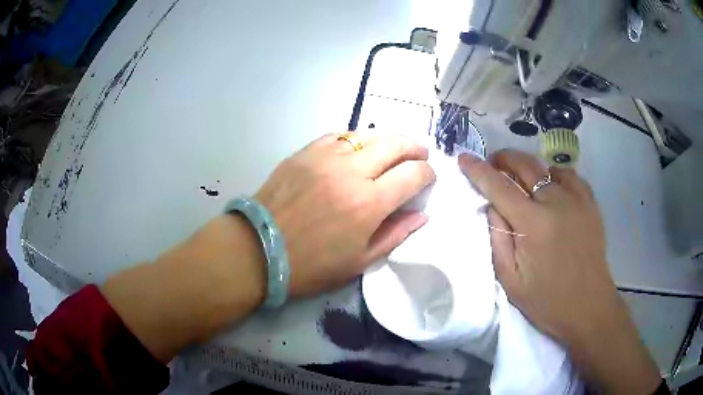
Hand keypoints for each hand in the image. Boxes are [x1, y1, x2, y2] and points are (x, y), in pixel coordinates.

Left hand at [256, 132, 435, 297]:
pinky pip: (338, 136)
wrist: (259, 250)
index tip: (429, 178)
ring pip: (367, 134)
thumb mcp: (359, 261)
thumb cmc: (311, 265)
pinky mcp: (305, 152)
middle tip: (421, 153)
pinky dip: (356, 139)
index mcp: (369, 204)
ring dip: (388, 139)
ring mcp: (325, 157)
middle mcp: (351, 172)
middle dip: (415, 147)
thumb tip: (422, 215)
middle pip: (395, 144)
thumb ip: (395, 234)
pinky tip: (358, 148)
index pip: (413, 175)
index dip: (427, 174)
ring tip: (394, 148)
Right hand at [459, 149, 659, 393]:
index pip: (499, 187)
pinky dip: (555, 175)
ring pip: (547, 167)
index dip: (478, 170)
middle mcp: (556, 202)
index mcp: (533, 224)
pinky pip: (570, 176)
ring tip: (522, 178)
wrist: (588, 307)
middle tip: (493, 163)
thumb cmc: (546, 300)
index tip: (464, 157)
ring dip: (529, 167)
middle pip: (525, 165)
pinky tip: (552, 186)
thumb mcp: (510, 280)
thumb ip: (498, 238)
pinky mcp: (591, 204)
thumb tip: (492, 205)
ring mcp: (577, 200)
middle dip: (504, 158)